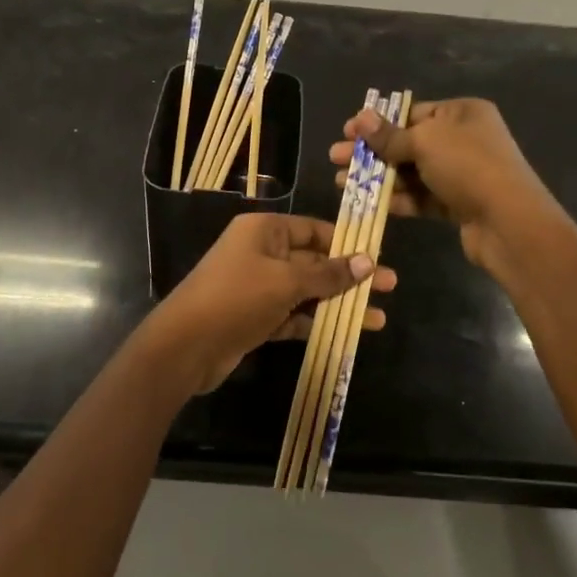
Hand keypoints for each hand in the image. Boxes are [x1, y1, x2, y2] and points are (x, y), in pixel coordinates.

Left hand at [138, 214, 396, 393]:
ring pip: (307, 291)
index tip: (378, 254)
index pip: (313, 229)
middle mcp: (261, 253)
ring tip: (378, 318)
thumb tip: (367, 261)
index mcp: (264, 230)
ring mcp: (258, 287)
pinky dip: (317, 321)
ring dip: (339, 303)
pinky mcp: (256, 317)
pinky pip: (294, 315)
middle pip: (314, 261)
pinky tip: (348, 331)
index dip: (346, 242)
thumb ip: (327, 274)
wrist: (185, 346)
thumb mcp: (286, 281)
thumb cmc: (237, 298)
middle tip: (391, 286)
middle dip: (350, 276)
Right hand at [329, 98, 556, 270]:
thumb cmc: (468, 167)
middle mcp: (464, 139)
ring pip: (412, 171)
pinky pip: (421, 197)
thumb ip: (389, 135)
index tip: (347, 132)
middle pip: (408, 142)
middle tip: (335, 157)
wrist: (509, 223)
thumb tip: (360, 117)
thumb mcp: (425, 142)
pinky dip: (397, 198)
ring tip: (341, 182)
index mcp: (462, 113)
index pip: (412, 112)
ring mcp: (462, 173)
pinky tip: (367, 201)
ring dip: (378, 176)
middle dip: (371, 151)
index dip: (378, 122)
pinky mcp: (458, 204)